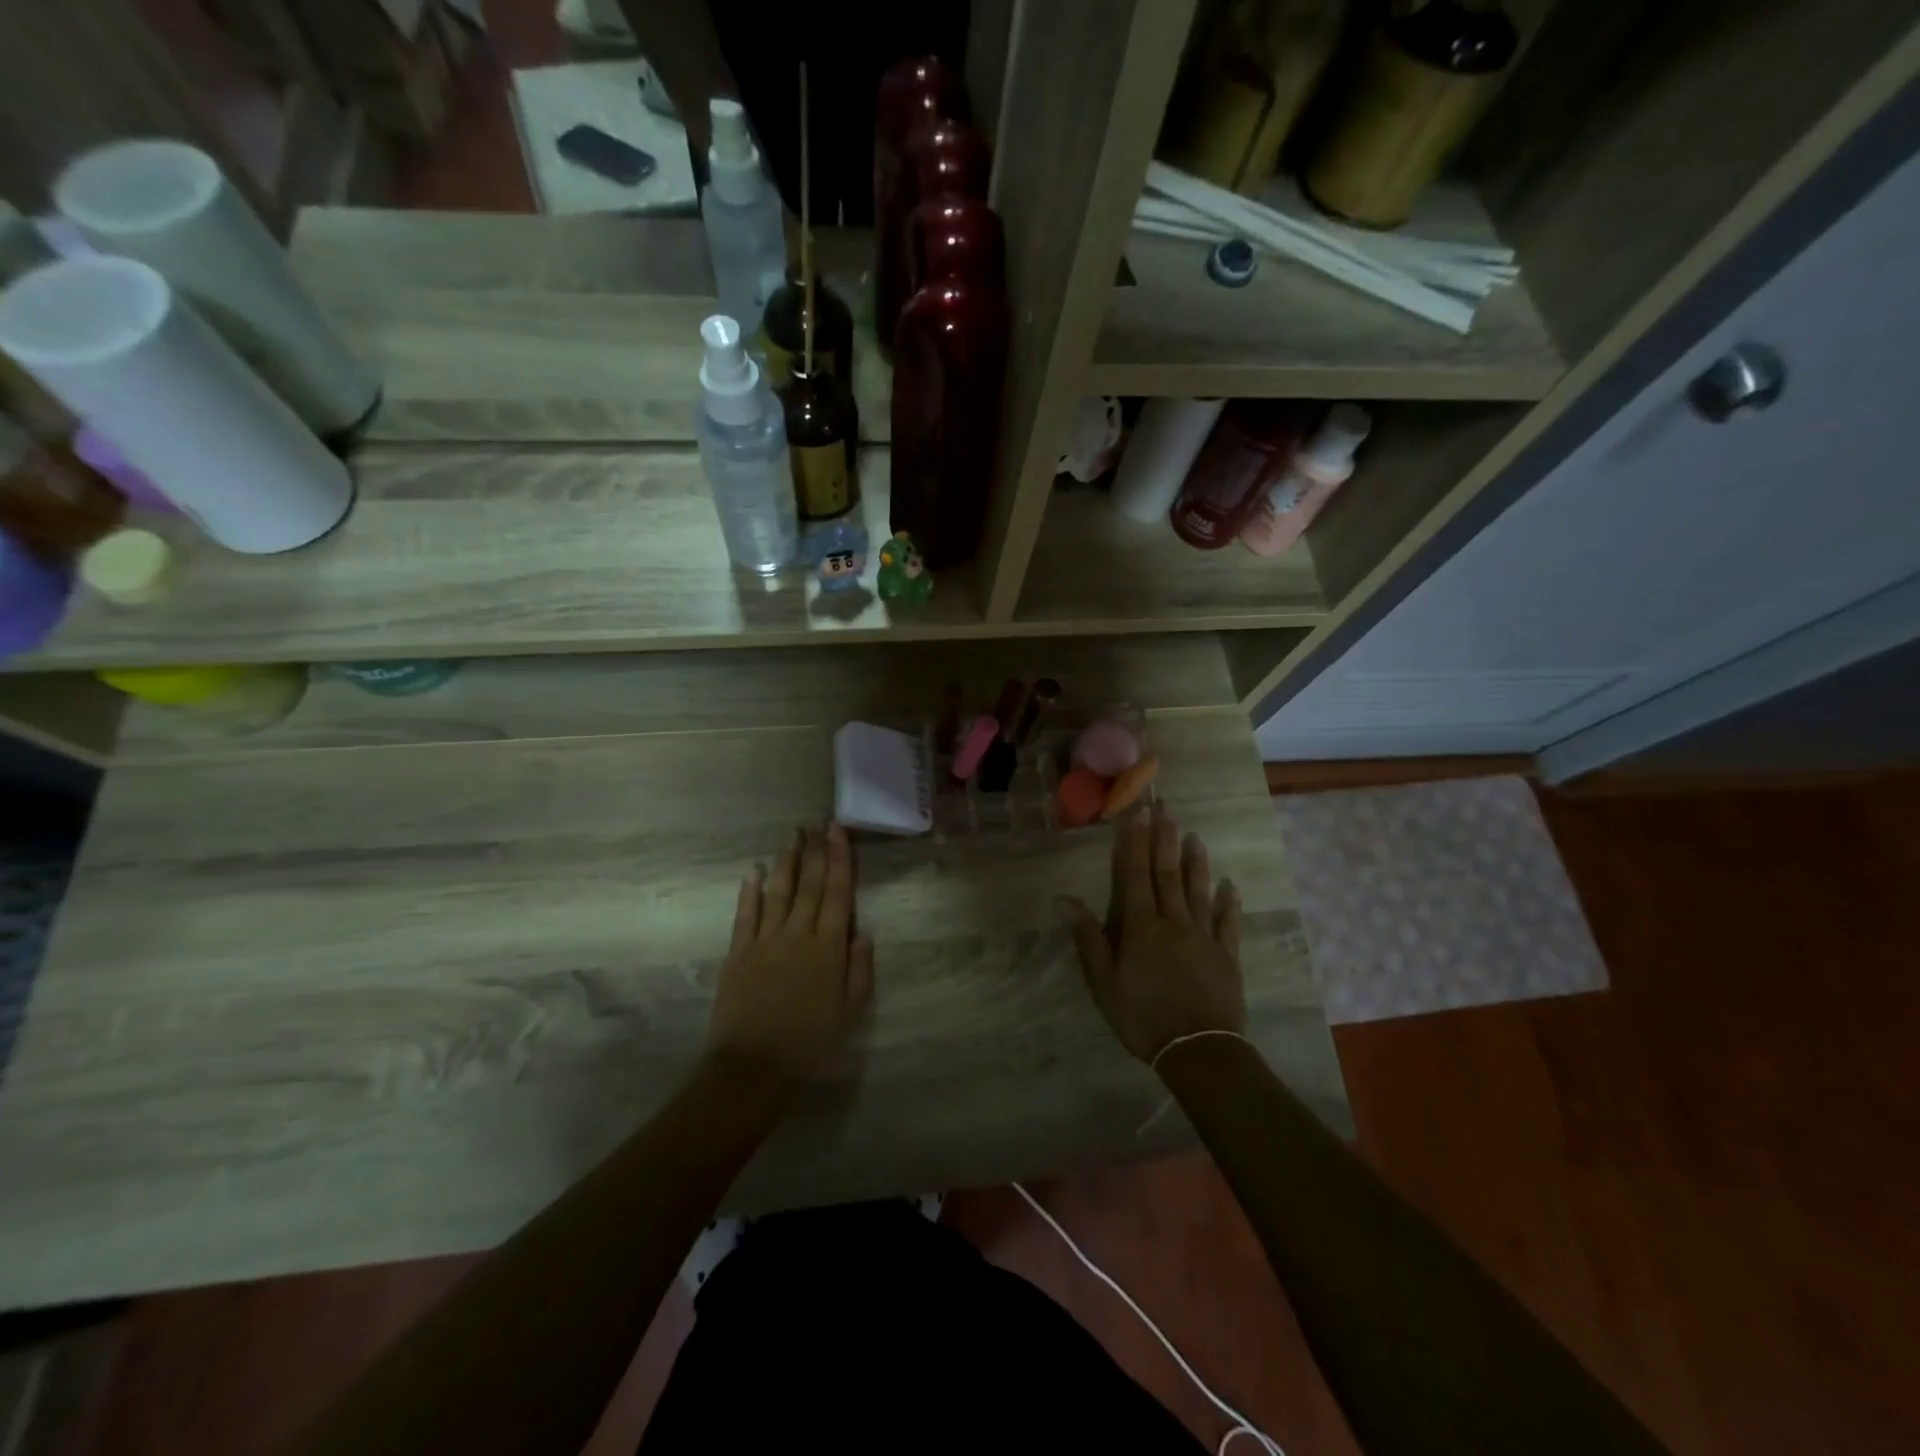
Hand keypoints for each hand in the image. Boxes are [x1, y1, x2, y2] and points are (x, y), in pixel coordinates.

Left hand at [704, 823, 873, 1095]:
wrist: (753, 1067)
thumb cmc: (810, 1043)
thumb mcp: (850, 1012)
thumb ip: (859, 969)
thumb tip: (864, 932)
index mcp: (828, 947)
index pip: (838, 893)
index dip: (839, 860)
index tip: (838, 831)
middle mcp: (798, 934)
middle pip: (809, 885)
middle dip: (816, 852)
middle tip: (818, 824)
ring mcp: (765, 940)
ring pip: (778, 891)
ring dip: (785, 862)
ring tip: (792, 836)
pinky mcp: (738, 952)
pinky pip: (745, 914)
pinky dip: (749, 891)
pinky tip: (752, 871)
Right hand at [1058, 806, 1246, 1065]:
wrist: (1198, 1050)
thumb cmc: (1143, 1017)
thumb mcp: (1104, 982)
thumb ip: (1088, 938)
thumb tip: (1064, 899)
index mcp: (1141, 927)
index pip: (1135, 876)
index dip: (1135, 843)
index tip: (1139, 814)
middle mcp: (1174, 922)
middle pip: (1167, 875)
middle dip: (1165, 841)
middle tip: (1167, 810)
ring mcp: (1204, 937)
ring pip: (1199, 892)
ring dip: (1195, 863)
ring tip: (1195, 837)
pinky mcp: (1227, 956)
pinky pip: (1228, 923)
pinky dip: (1229, 902)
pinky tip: (1231, 885)